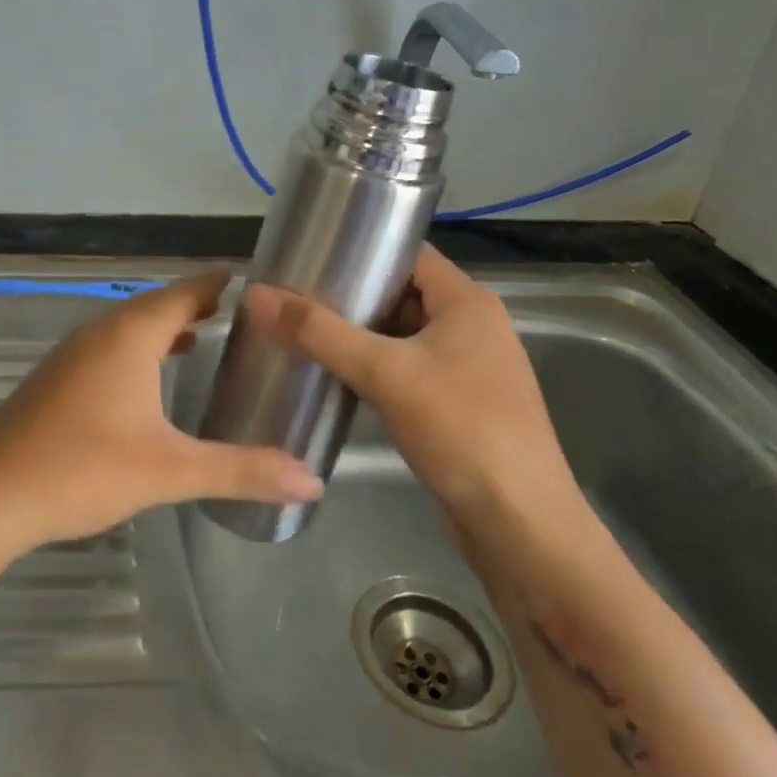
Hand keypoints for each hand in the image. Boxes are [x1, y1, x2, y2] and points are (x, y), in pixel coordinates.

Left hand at [0, 271, 323, 555]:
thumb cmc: (83, 469)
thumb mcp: (170, 470)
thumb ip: (241, 470)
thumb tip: (312, 481)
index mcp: (129, 336)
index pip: (184, 292)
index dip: (217, 283)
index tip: (251, 278)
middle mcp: (99, 333)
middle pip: (155, 306)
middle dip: (194, 305)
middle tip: (238, 314)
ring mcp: (70, 355)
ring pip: (127, 328)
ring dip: (163, 329)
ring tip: (199, 339)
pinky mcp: (53, 380)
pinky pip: (106, 349)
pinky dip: (136, 351)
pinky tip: (144, 383)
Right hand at [240, 246, 581, 529]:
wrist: (520, 525)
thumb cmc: (461, 431)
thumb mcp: (385, 373)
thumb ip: (319, 333)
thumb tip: (256, 295)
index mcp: (468, 302)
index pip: (408, 255)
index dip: (362, 251)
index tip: (310, 257)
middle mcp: (473, 326)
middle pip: (402, 295)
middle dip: (351, 297)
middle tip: (295, 298)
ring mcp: (468, 368)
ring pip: (402, 336)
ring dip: (359, 336)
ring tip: (304, 333)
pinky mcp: (459, 404)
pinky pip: (407, 370)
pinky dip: (374, 369)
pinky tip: (335, 377)